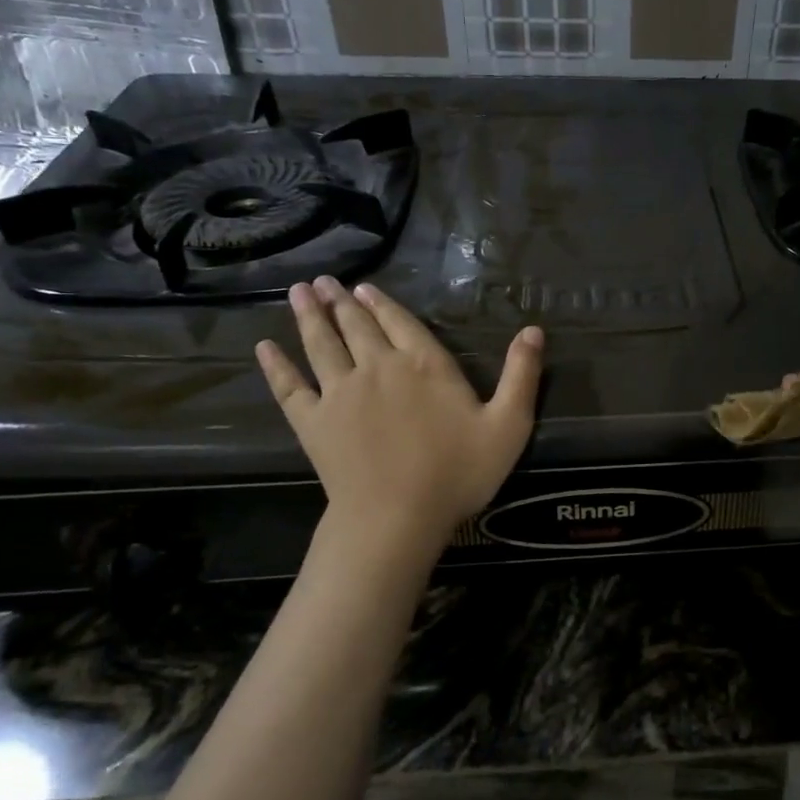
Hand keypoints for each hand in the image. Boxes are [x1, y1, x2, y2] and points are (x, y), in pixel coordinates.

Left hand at [256, 278, 542, 574]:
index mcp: (424, 364)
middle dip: (341, 302)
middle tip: (324, 281)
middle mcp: (378, 367)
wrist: (396, 518)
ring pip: (321, 344)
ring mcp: (340, 393)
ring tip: (299, 292)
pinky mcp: (313, 422)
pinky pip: (290, 386)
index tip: (363, 288)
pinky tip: (265, 347)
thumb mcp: (508, 424)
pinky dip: (276, 365)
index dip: (382, 304)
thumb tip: (534, 330)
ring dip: (310, 317)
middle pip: (356, 326)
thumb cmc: (457, 472)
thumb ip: (522, 375)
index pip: (400, 323)